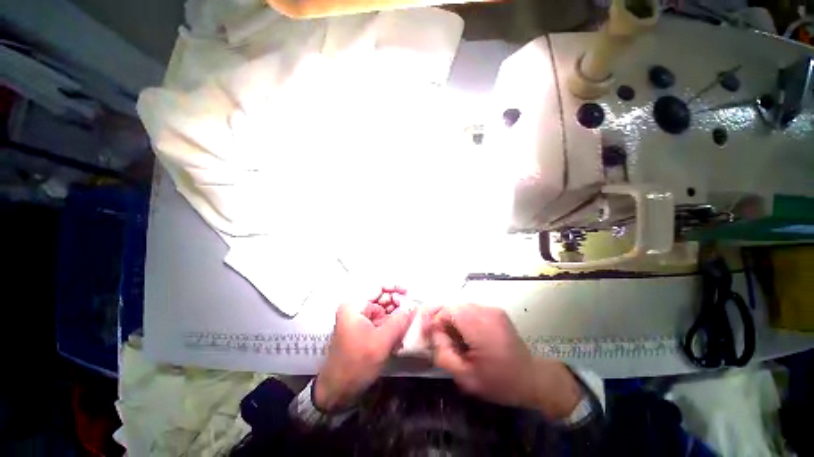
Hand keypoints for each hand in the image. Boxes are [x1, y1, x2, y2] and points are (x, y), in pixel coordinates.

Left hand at [315, 287, 413, 411]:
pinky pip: (380, 321)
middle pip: (380, 298)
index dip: (394, 288)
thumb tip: (413, 305)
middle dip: (397, 303)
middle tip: (412, 311)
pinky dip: (391, 324)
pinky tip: (401, 332)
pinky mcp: (363, 330)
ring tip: (409, 321)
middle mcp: (355, 309)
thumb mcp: (381, 341)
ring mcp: (359, 320)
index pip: (377, 287)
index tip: (409, 293)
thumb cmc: (357, 363)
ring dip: (396, 315)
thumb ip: (399, 321)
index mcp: (354, 306)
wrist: (338, 390)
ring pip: (382, 310)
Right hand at [429, 303, 580, 418]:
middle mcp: (486, 311)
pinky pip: (473, 309)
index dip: (437, 321)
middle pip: (455, 306)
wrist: (531, 379)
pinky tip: (469, 334)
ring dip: (454, 318)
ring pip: (463, 306)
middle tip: (443, 338)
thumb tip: (434, 334)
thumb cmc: (499, 381)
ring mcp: (493, 309)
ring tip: (456, 338)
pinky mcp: (497, 311)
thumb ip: (443, 353)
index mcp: (479, 325)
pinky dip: (465, 318)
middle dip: (444, 319)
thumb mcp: (465, 377)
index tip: (433, 336)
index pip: (448, 310)